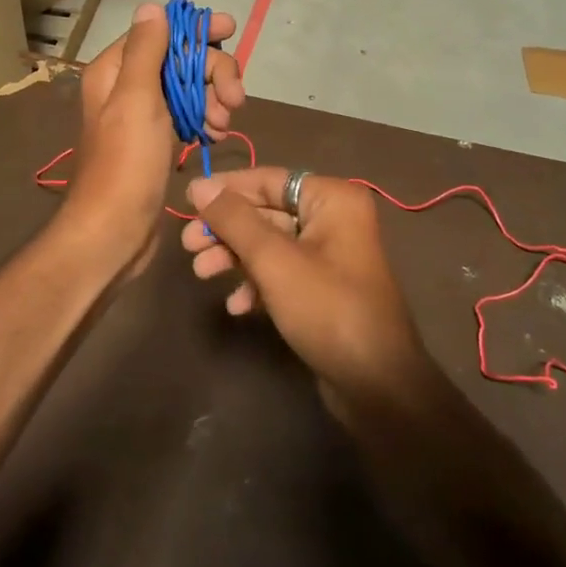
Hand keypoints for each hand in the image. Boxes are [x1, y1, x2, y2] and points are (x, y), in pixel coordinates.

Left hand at [62, 3, 243, 277]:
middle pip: (180, 59)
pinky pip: (189, 115)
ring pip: (189, 88)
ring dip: (213, 98)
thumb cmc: (126, 163)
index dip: (195, 29)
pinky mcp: (158, 140)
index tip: (230, 30)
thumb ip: (146, 50)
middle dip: (212, 73)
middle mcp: (127, 86)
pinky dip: (206, 119)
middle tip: (235, 99)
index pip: (160, 32)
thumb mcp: (136, 98)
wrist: (114, 231)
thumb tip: (152, 6)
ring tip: (223, 123)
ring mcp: (144, 115)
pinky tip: (216, 134)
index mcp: (115, 70)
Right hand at [181, 167, 430, 409]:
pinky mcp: (322, 289)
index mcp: (332, 199)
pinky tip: (236, 306)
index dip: (225, 189)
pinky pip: (281, 273)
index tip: (187, 201)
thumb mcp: (274, 260)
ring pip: (269, 245)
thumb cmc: (327, 309)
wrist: (377, 386)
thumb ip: (234, 219)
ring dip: (234, 257)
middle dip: (226, 230)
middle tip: (188, 245)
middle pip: (266, 212)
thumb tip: (199, 185)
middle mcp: (333, 220)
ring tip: (201, 274)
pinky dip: (256, 283)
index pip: (268, 180)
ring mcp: (329, 256)